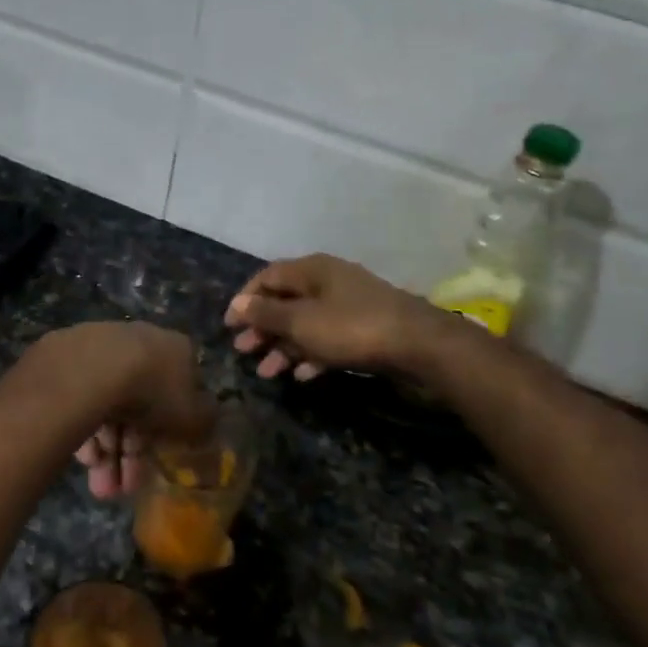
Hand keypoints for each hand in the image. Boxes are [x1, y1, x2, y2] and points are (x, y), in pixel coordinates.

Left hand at [31, 324, 212, 499]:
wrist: (88, 371)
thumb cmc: (152, 392)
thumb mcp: (193, 416)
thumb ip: (205, 421)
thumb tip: (207, 421)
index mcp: (175, 349)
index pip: (180, 392)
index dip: (172, 431)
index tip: (161, 460)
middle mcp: (138, 341)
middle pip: (140, 405)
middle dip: (132, 453)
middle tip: (123, 489)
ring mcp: (99, 348)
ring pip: (108, 407)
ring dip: (107, 454)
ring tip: (100, 489)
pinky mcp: (64, 360)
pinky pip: (81, 401)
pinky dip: (84, 432)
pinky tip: (83, 461)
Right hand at [226, 254, 453, 380]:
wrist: (418, 345)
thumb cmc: (351, 327)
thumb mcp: (302, 322)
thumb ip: (268, 313)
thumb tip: (238, 304)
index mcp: (312, 270)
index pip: (267, 277)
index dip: (245, 299)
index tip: (229, 326)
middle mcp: (328, 282)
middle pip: (286, 301)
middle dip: (263, 328)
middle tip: (243, 351)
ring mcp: (348, 305)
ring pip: (306, 324)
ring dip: (284, 347)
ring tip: (267, 373)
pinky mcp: (364, 329)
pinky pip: (328, 339)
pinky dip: (311, 354)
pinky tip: (301, 376)